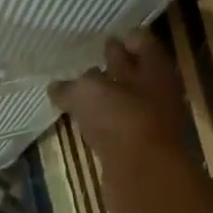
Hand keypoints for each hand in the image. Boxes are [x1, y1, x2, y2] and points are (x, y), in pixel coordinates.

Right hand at [49, 31, 201, 212]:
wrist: (143, 174)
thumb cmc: (121, 120)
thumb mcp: (88, 92)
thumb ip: (71, 86)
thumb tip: (56, 86)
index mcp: (153, 67)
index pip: (140, 40)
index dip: (122, 37)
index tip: (100, 37)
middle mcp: (156, 90)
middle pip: (134, 70)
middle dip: (113, 65)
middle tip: (86, 61)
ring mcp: (150, 120)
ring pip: (125, 100)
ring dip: (106, 96)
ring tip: (80, 92)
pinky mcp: (138, 147)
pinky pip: (117, 126)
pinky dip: (103, 122)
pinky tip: (86, 122)